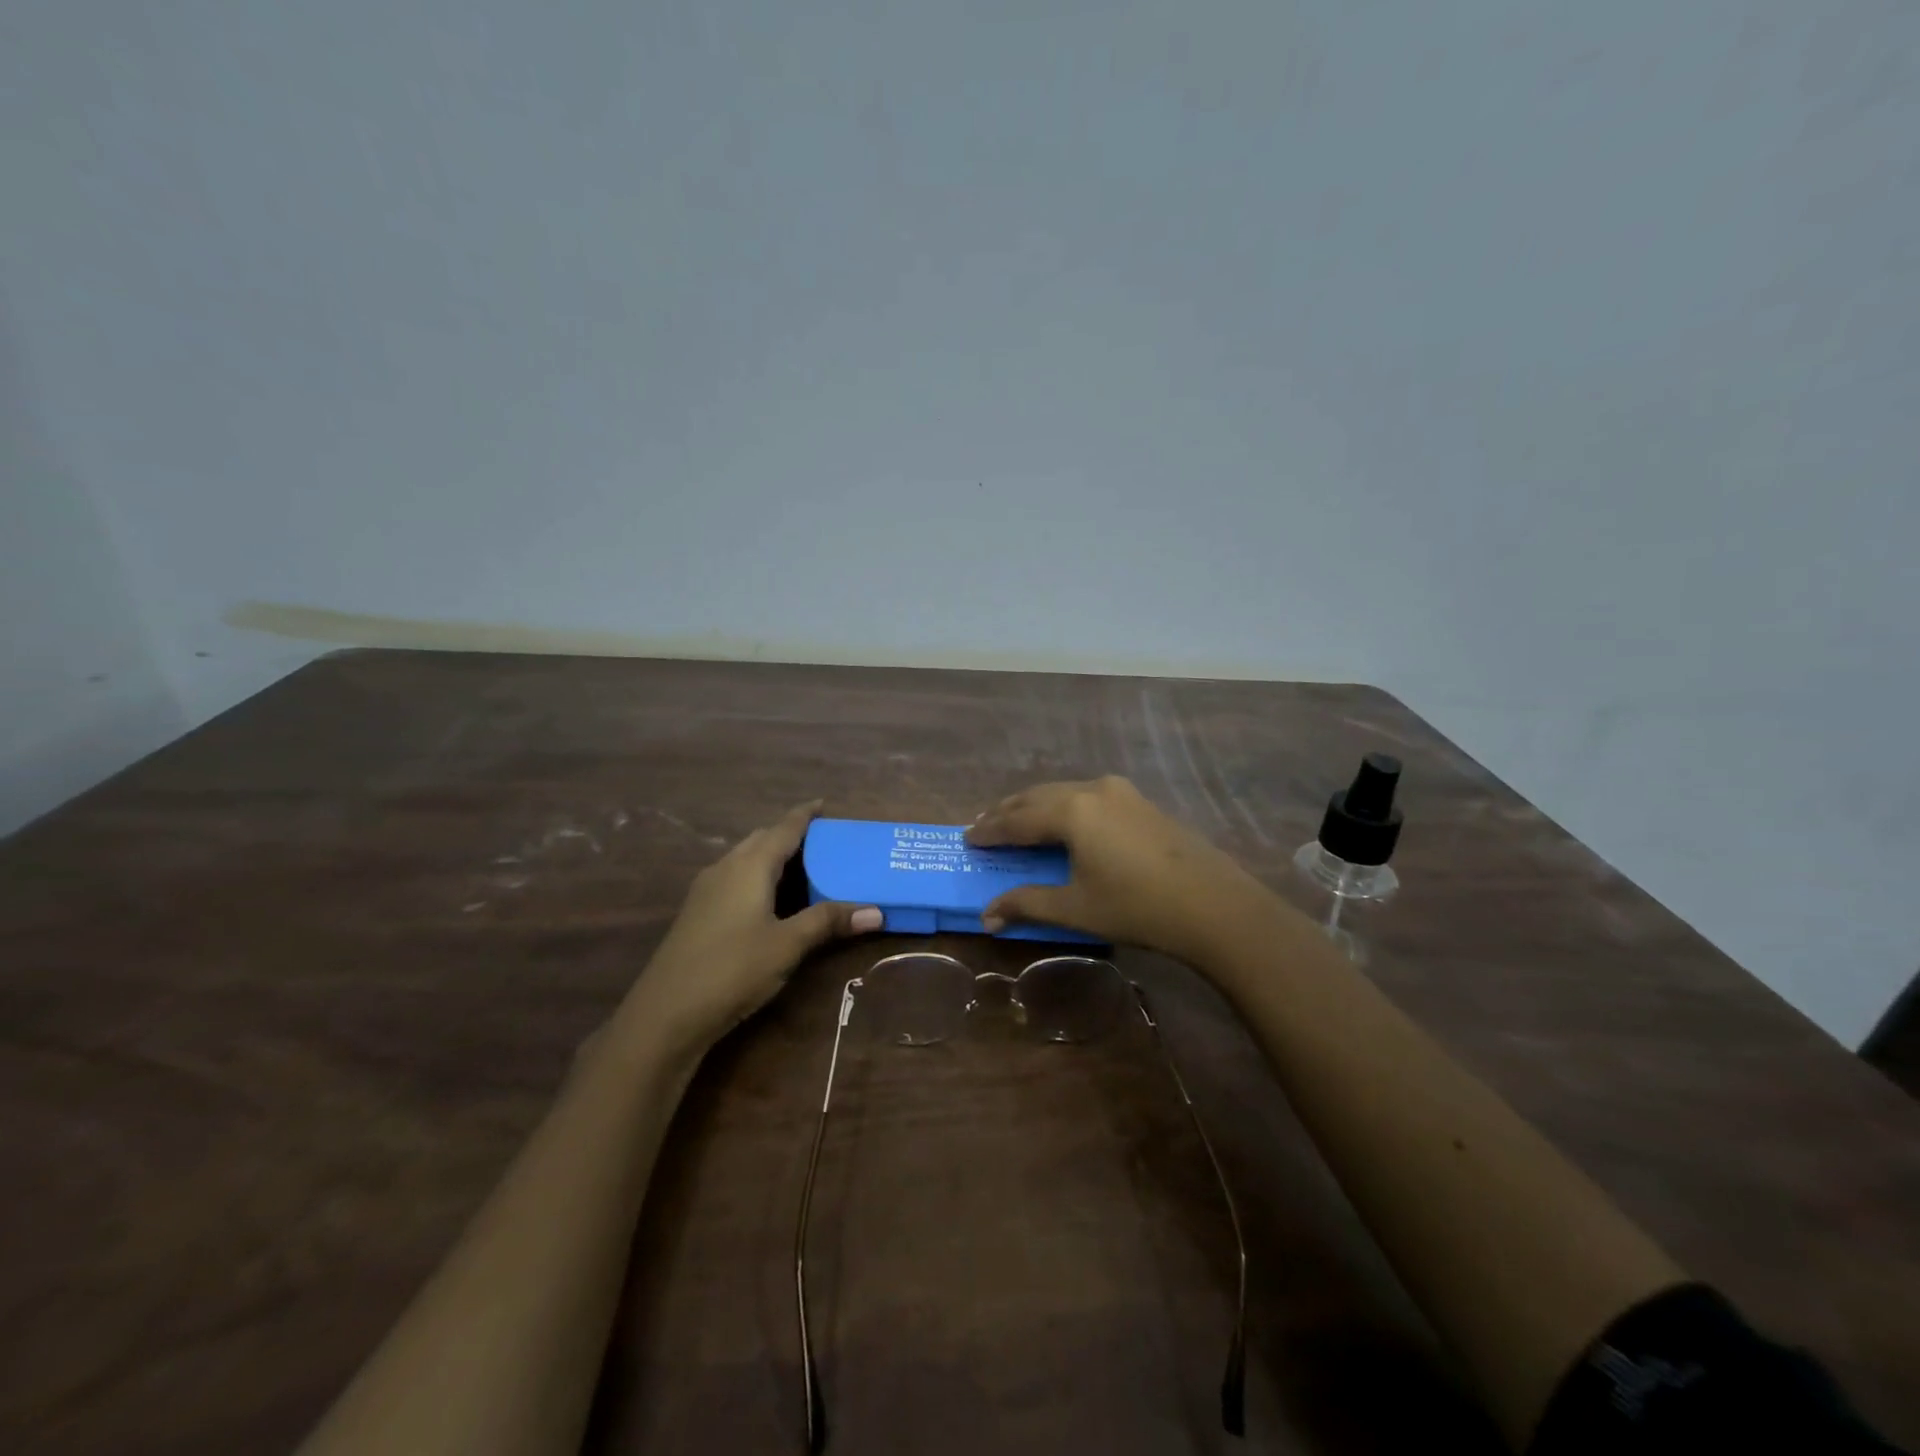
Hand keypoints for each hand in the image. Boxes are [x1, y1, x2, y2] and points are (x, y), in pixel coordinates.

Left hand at [627, 802, 879, 1049]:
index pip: (783, 828)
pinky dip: (758, 876)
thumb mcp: (788, 945)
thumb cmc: (732, 969)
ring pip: (745, 859)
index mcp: (749, 865)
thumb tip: (877, 912)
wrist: (665, 1014)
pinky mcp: (698, 913)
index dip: (805, 814)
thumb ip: (828, 922)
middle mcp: (725, 868)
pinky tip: (771, 898)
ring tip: (804, 866)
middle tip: (823, 841)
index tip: (824, 803)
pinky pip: (735, 878)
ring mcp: (706, 891)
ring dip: (773, 856)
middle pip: (762, 839)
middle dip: (790, 834)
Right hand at [967, 776, 1273, 961]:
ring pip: (1063, 792)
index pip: (1017, 819)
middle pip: (1037, 797)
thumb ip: (1028, 904)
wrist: (1214, 906)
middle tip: (983, 827)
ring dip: (1035, 806)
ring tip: (1016, 822)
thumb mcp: (1076, 908)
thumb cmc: (1137, 907)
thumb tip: (987, 916)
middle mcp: (1092, 789)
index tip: (967, 838)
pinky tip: (1063, 822)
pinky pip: (1087, 796)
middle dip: (1008, 812)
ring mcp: (1121, 792)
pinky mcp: (1140, 802)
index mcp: (1072, 811)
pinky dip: (1063, 807)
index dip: (989, 830)